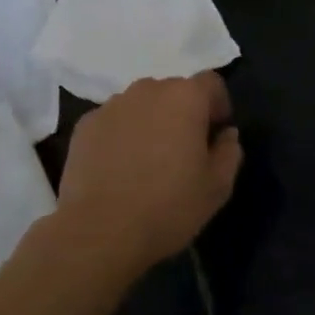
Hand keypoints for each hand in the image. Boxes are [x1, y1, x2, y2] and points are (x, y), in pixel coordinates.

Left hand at [53, 72, 242, 273]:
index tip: (215, 135)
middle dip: (182, 113)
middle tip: (182, 151)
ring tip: (147, 161)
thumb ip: (229, 152)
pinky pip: (113, 121)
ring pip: (141, 105)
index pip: (211, 83)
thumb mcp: (217, 187)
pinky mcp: (84, 124)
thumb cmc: (168, 207)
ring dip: (150, 122)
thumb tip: (226, 135)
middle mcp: (147, 90)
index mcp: (185, 97)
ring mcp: (111, 105)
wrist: (99, 231)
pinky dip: (121, 135)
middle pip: (173, 91)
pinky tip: (119, 168)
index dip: (218, 105)